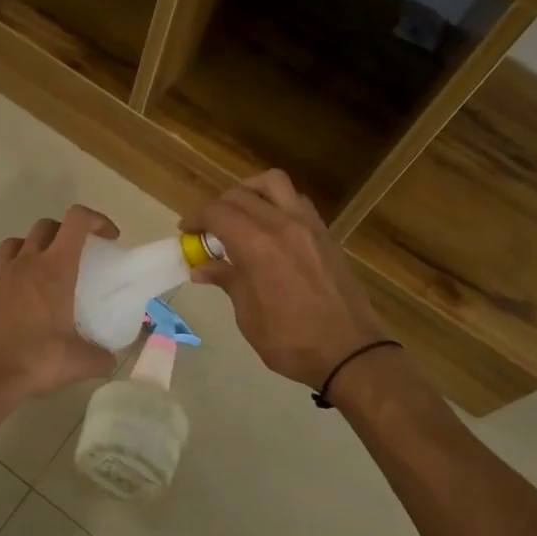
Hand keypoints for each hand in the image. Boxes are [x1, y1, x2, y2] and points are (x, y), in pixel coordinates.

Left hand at [0, 205, 120, 401]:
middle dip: (65, 231)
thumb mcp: (80, 362)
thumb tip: (110, 359)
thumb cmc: (37, 360)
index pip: (76, 221)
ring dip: (33, 247)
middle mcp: (26, 264)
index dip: (96, 219)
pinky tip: (21, 305)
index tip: (109, 238)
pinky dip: (13, 280)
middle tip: (79, 253)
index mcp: (54, 269)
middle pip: (45, 226)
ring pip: (16, 243)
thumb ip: (102, 357)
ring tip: (45, 270)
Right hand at [183, 170, 387, 388]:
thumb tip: (202, 268)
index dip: (196, 218)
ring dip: (249, 192)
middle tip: (207, 230)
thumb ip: (227, 281)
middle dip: (217, 207)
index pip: (217, 212)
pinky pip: (296, 200)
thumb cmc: (291, 340)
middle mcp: (282, 224)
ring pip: (273, 183)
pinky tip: (270, 227)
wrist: (351, 352)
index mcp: (257, 245)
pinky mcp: (325, 234)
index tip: (185, 231)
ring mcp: (308, 225)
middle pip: (240, 195)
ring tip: (239, 214)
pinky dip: (276, 202)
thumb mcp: (249, 316)